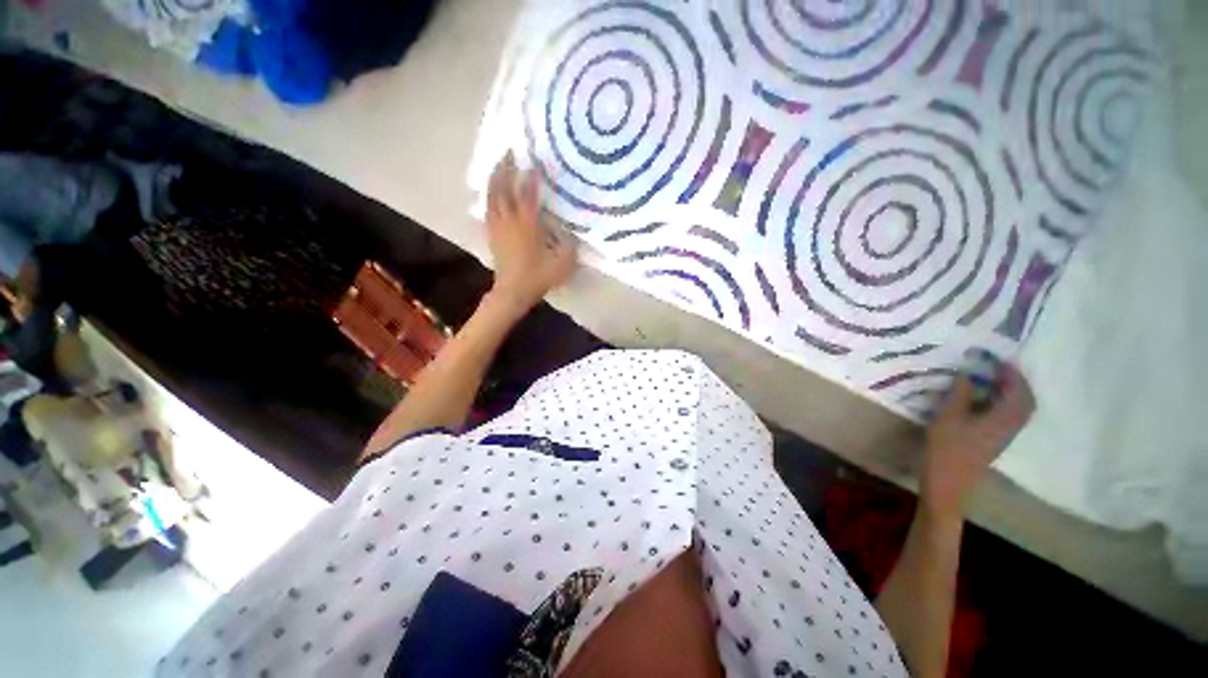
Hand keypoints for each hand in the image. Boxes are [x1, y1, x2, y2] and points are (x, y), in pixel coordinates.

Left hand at [484, 153, 576, 313]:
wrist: (512, 291)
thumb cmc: (537, 277)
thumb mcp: (562, 264)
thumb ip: (570, 247)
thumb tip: (574, 235)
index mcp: (527, 225)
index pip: (527, 194)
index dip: (530, 177)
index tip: (533, 162)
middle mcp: (510, 220)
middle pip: (503, 188)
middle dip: (505, 168)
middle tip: (508, 152)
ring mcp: (498, 227)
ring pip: (491, 196)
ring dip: (494, 178)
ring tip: (498, 165)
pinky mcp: (491, 234)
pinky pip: (487, 209)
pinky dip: (489, 196)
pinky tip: (491, 192)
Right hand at [921, 364, 1034, 517]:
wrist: (947, 483)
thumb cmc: (946, 449)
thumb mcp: (947, 418)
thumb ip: (960, 395)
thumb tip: (969, 373)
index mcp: (1002, 420)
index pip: (1019, 393)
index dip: (1013, 375)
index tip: (998, 361)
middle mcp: (1010, 427)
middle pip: (1025, 402)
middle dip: (1015, 383)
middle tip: (996, 369)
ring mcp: (1004, 436)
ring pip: (1018, 410)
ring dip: (1010, 393)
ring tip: (989, 382)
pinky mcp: (995, 441)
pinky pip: (1008, 417)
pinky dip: (1002, 404)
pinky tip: (982, 401)